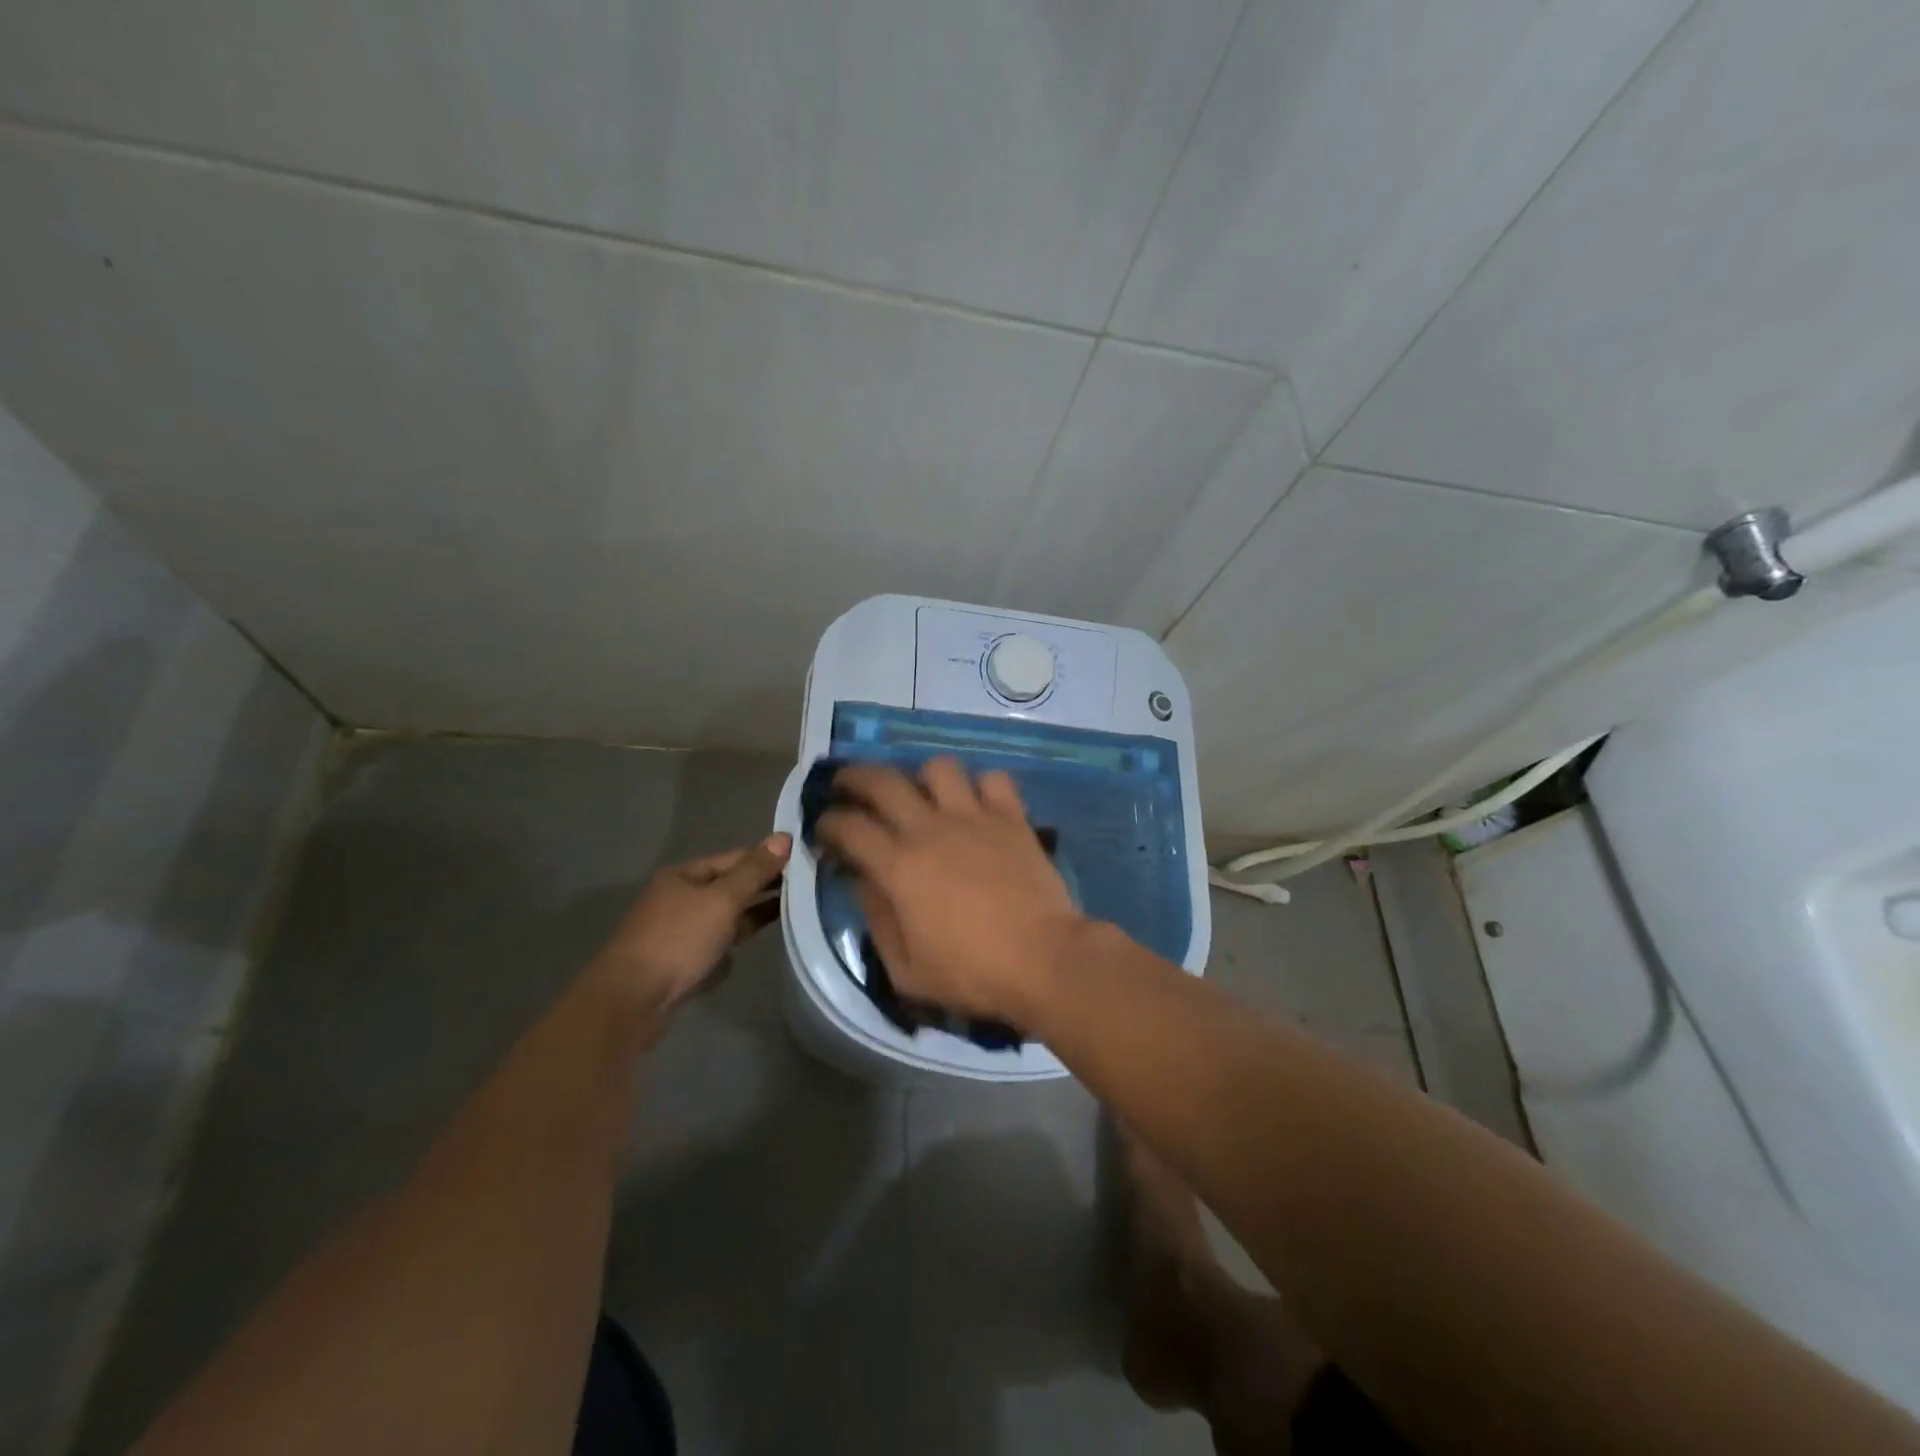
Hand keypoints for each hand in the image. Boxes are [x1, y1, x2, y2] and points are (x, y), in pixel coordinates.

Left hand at [586, 834, 791, 1008]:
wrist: (632, 1002)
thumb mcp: (721, 900)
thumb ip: (754, 871)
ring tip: (795, 911)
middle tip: (808, 886)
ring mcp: (680, 932)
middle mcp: (680, 899)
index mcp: (684, 876)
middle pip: (730, 886)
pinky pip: (718, 943)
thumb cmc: (678, 940)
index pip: (735, 858)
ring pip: (726, 916)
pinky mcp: (682, 962)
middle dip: (764, 886)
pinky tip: (758, 944)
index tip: (805, 861)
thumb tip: (784, 837)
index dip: (768, 858)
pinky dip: (736, 941)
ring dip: (754, 913)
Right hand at [816, 759, 1084, 1021]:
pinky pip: (993, 779)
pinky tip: (977, 804)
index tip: (824, 829)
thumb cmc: (972, 973)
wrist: (1044, 960)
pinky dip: (981, 786)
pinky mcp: (1012, 818)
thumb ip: (877, 919)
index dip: (827, 822)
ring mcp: (974, 817)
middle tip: (848, 786)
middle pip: (882, 780)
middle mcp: (931, 829)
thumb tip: (864, 881)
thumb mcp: (906, 969)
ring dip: (922, 777)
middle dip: (855, 777)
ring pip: (939, 768)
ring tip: (922, 795)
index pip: (848, 826)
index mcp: (899, 866)